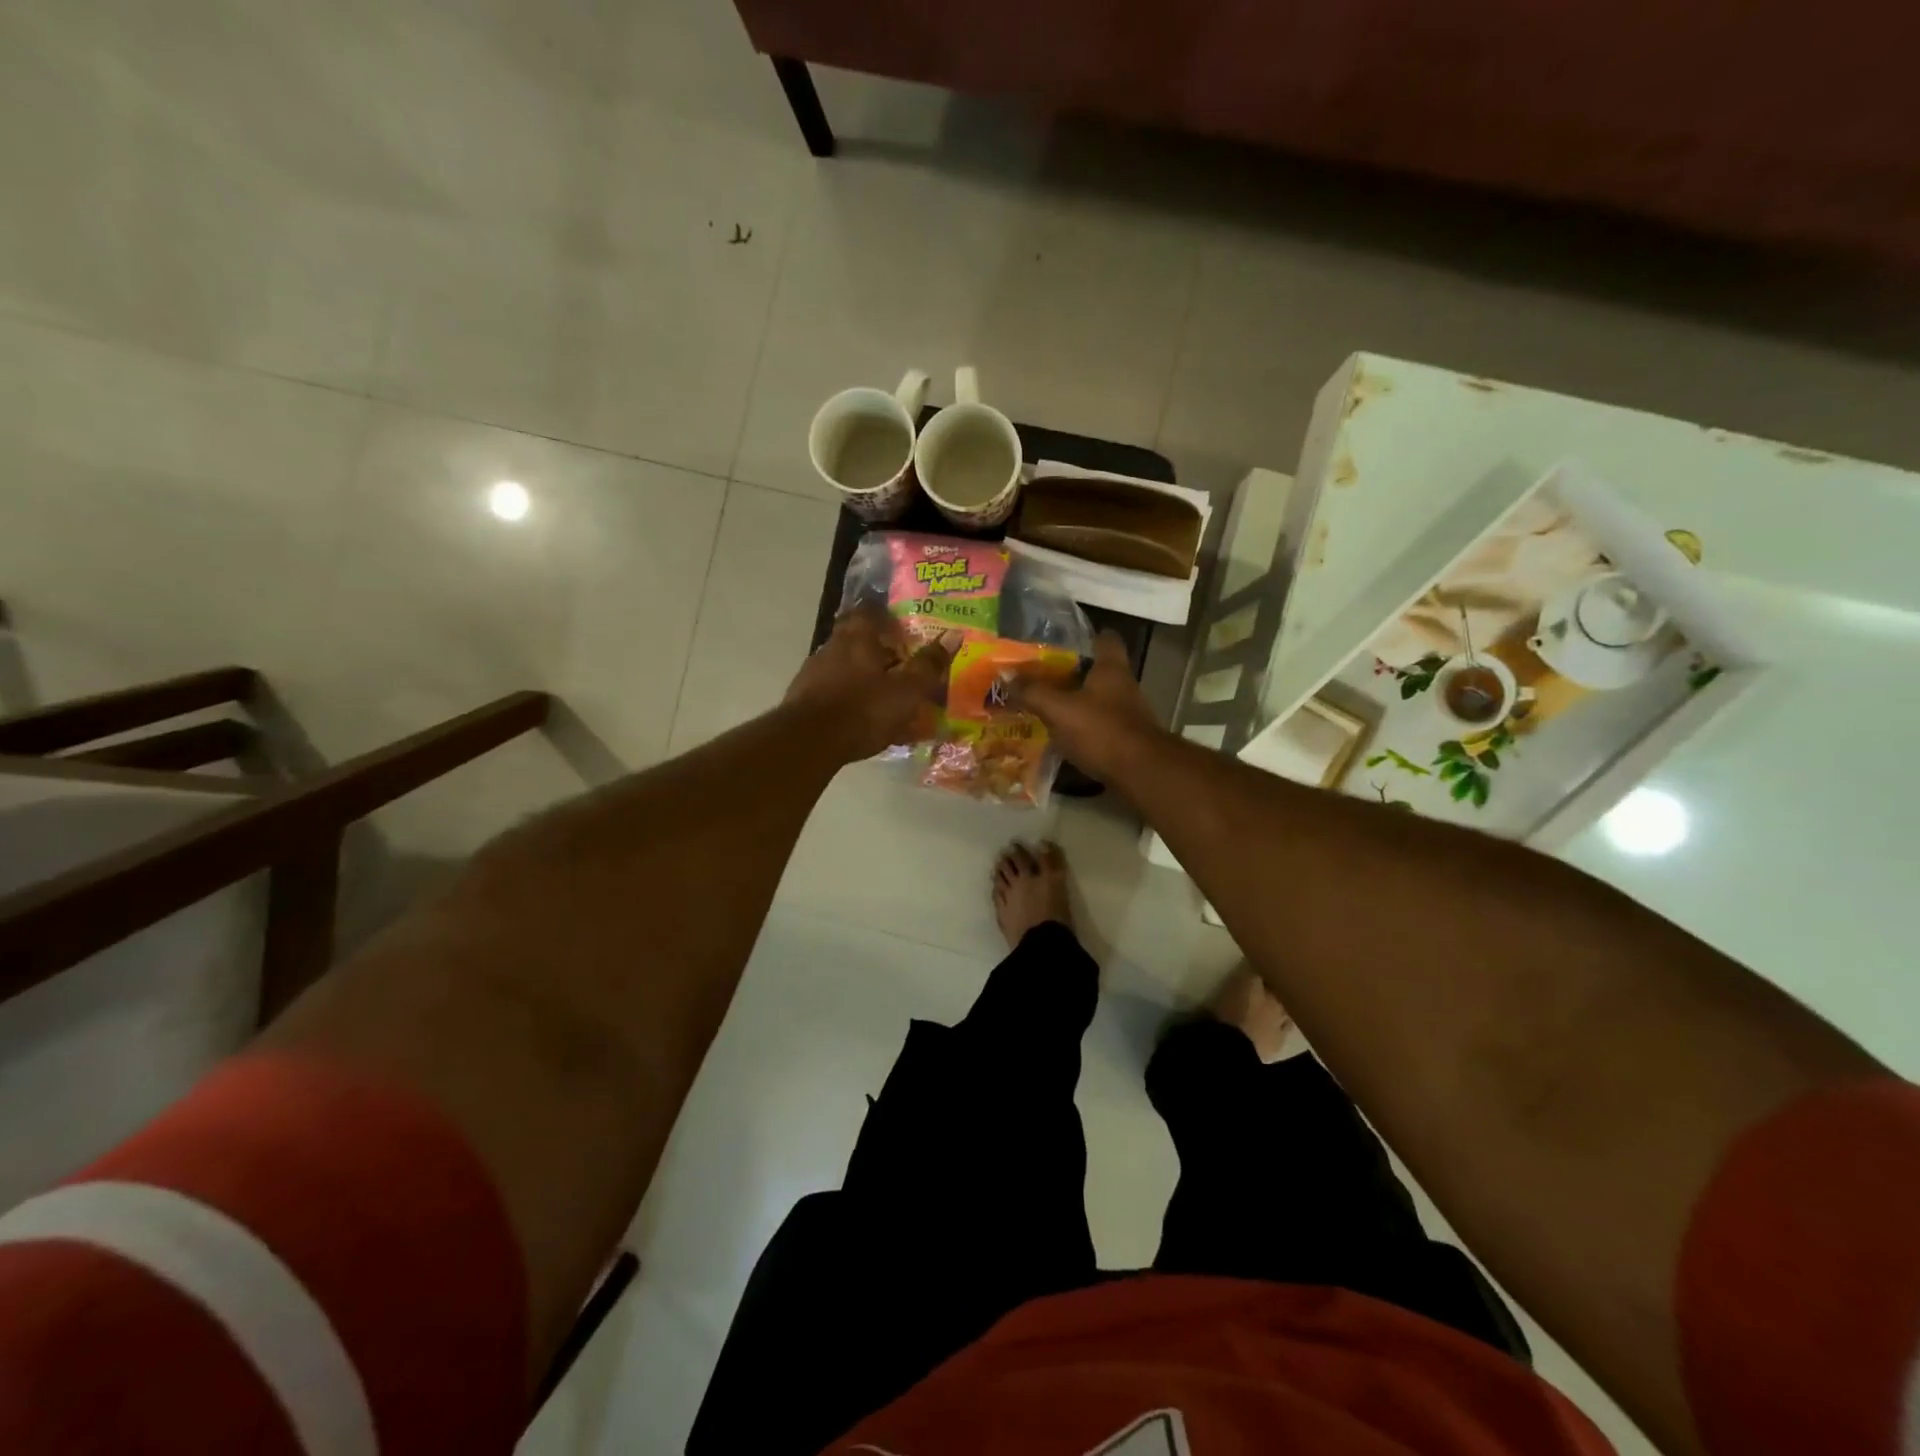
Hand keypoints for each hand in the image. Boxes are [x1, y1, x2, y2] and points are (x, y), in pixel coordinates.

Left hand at [785, 607, 949, 762]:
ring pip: (847, 668)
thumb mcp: (906, 690)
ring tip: (888, 697)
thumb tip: (954, 635)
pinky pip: (836, 693)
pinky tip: (866, 720)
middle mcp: (832, 647)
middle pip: (857, 640)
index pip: (870, 610)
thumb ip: (928, 665)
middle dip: (879, 650)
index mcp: (857, 637)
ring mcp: (814, 673)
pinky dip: (852, 700)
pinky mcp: (804, 700)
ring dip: (866, 677)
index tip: (903, 627)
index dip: (887, 615)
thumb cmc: (863, 709)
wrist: (807, 743)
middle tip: (902, 664)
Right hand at [1009, 630, 1165, 782]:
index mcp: (1111, 668)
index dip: (1087, 636)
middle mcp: (1123, 686)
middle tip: (1040, 676)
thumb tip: (1006, 675)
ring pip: (1096, 699)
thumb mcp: (1059, 709)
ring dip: (1074, 702)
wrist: (1140, 773)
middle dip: (1071, 673)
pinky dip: (1081, 727)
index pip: (1106, 638)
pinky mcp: (1125, 738)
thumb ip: (1033, 692)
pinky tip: (1059, 735)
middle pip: (1097, 670)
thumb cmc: (1101, 730)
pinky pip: (1098, 725)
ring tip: (1044, 706)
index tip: (1063, 641)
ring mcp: (1127, 713)